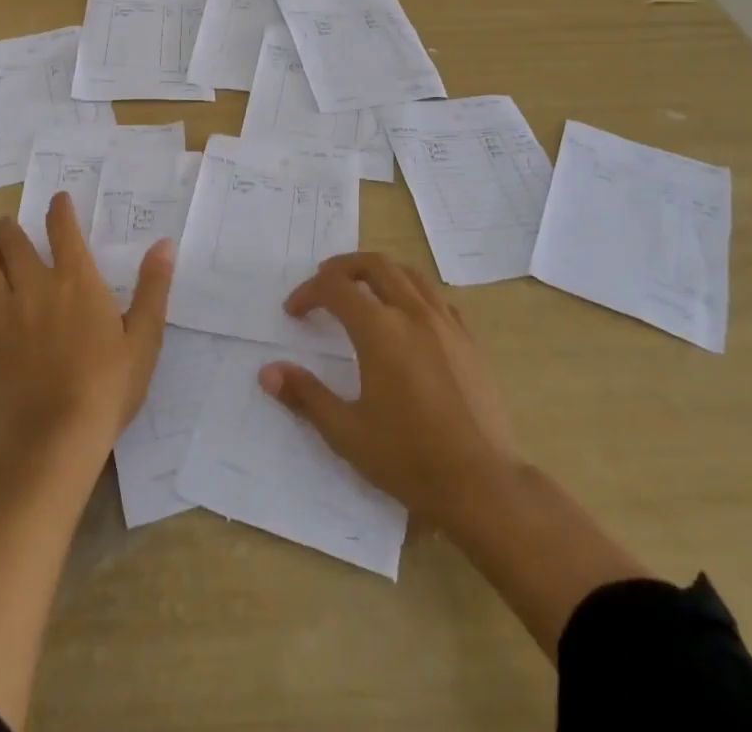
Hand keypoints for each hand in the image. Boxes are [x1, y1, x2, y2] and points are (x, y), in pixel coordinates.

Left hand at [0, 193, 173, 460]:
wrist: (54, 437)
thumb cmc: (108, 384)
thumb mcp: (144, 337)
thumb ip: (153, 287)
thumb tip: (164, 244)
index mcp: (75, 280)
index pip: (63, 229)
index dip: (59, 209)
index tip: (58, 198)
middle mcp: (35, 287)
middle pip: (12, 243)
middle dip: (9, 227)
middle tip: (8, 222)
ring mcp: (7, 315)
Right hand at [262, 253, 520, 533]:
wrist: (483, 485)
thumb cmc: (409, 459)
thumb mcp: (347, 433)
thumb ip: (305, 396)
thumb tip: (268, 372)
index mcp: (379, 330)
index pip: (335, 287)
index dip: (309, 292)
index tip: (294, 312)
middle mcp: (412, 313)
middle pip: (374, 265)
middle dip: (343, 267)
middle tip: (324, 284)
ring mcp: (446, 323)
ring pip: (409, 274)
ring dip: (379, 273)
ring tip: (363, 290)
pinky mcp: (470, 340)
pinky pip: (438, 297)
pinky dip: (414, 292)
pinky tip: (409, 316)